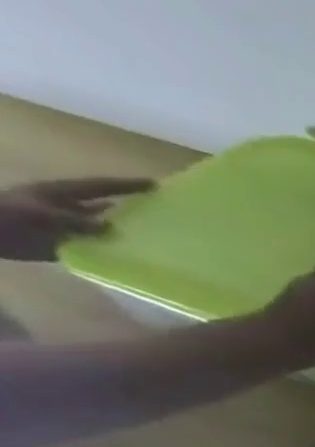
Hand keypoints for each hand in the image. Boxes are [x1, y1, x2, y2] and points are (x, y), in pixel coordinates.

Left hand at [0, 177, 152, 260]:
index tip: (156, 185)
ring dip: (127, 235)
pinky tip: (134, 261)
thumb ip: (75, 220)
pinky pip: (98, 250)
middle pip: (108, 208)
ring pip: (106, 230)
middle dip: (134, 211)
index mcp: (63, 194)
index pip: (101, 187)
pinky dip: (114, 254)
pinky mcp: (68, 246)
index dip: (127, 185)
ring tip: (159, 242)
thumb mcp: (39, 213)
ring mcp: (70, 228)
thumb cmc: (7, 216)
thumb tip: (111, 227)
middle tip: (167, 216)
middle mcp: (71, 209)